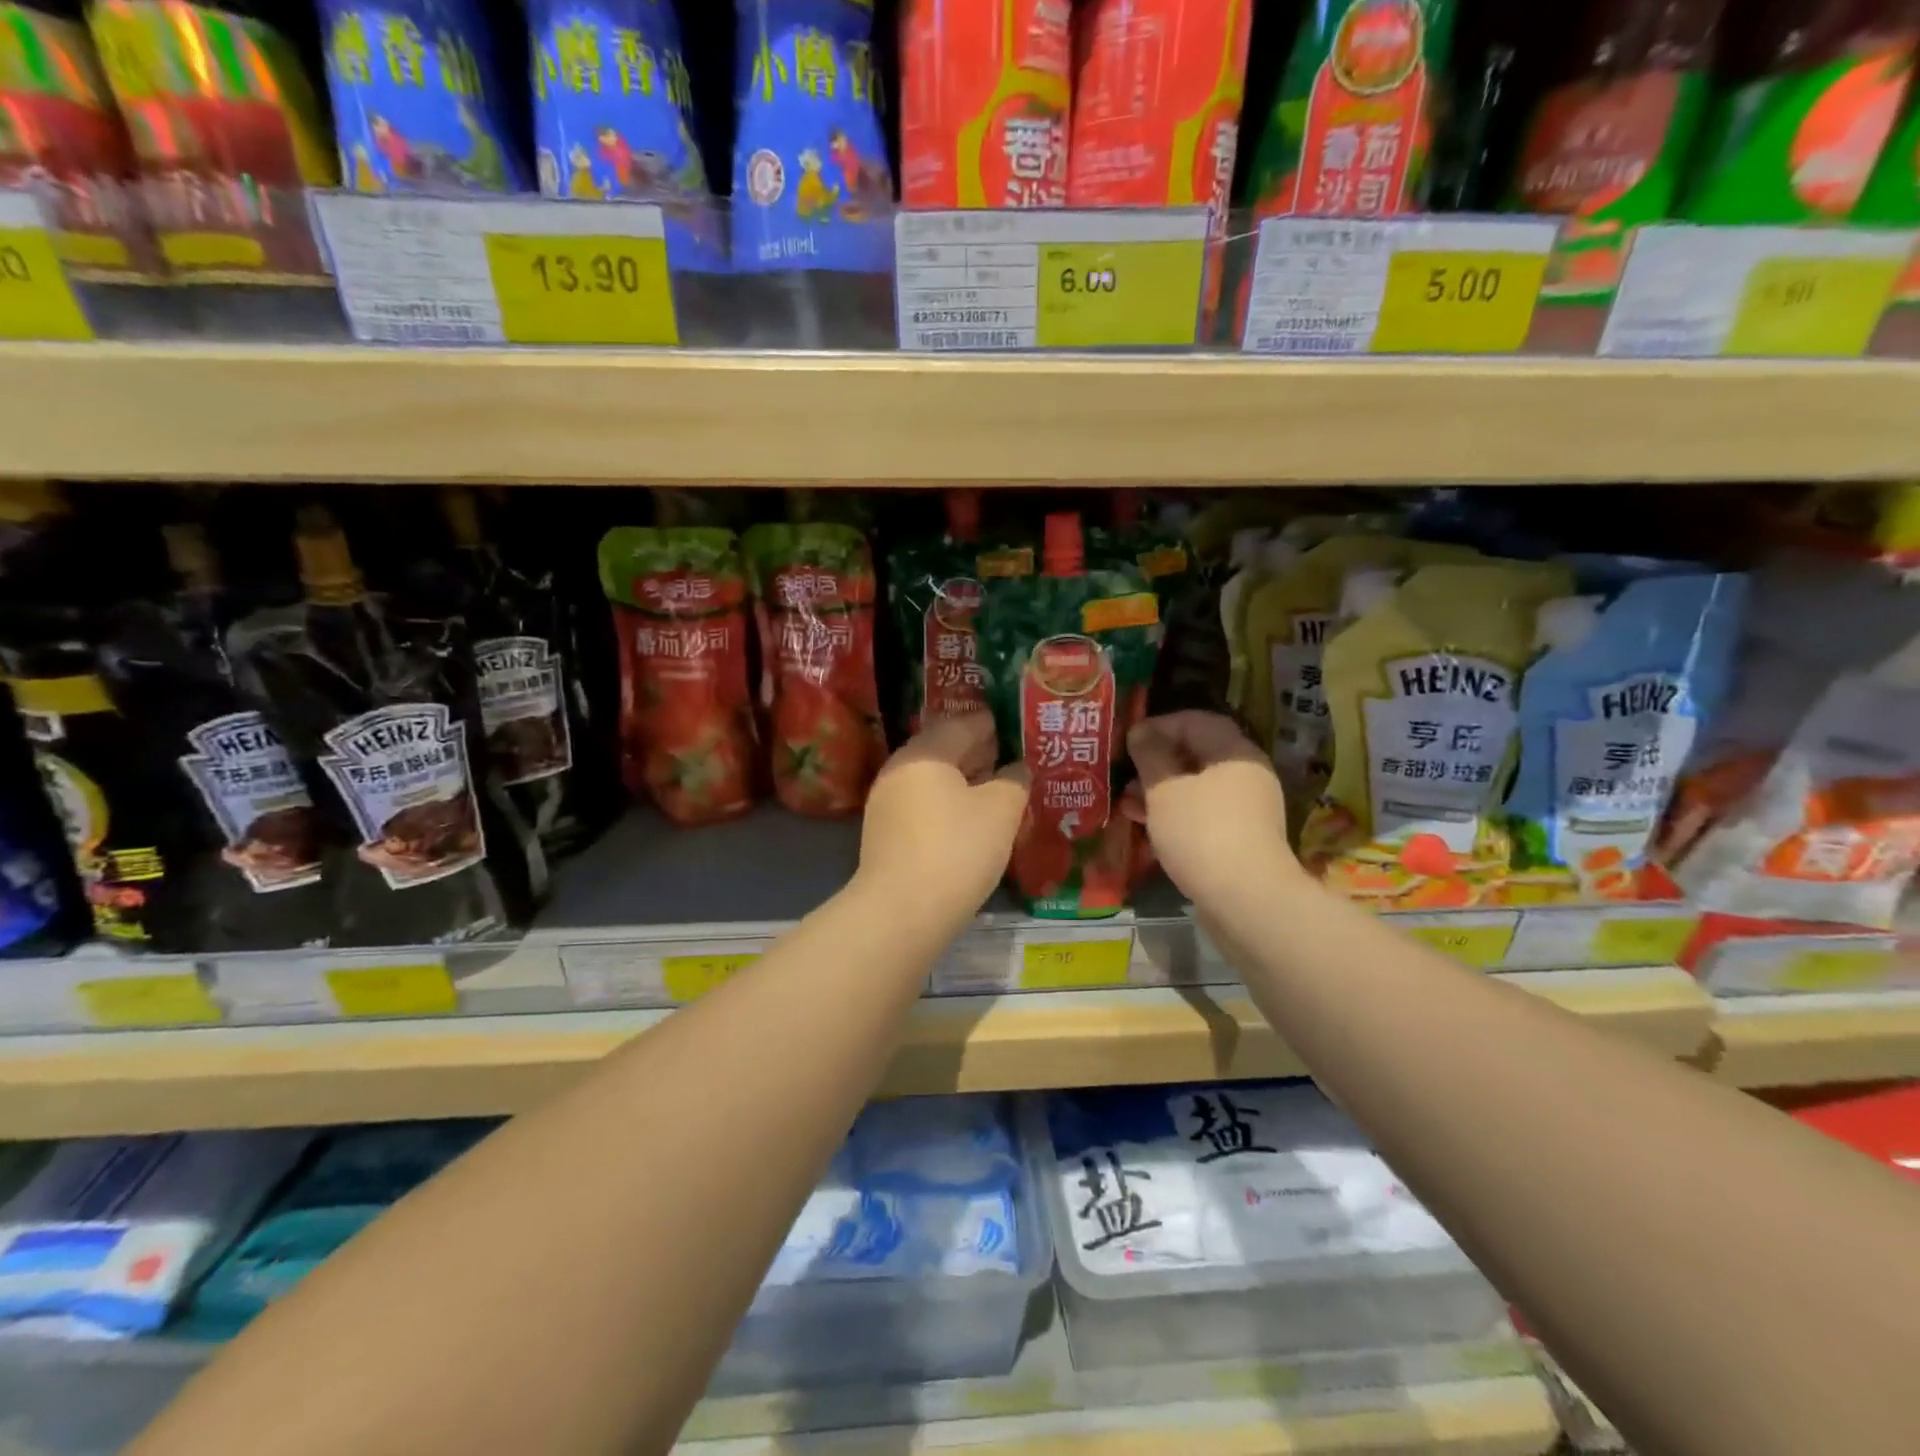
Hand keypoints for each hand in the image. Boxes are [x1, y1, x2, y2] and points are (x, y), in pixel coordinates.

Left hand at [856, 712, 1028, 927]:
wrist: (902, 912)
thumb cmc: (957, 849)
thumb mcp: (1001, 810)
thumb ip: (1014, 780)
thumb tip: (1017, 768)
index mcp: (924, 752)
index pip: (964, 724)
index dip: (995, 725)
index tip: (1021, 729)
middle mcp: (899, 770)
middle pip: (946, 751)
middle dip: (982, 754)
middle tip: (1017, 760)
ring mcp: (888, 804)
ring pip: (936, 782)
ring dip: (968, 783)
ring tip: (1002, 792)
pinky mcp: (887, 835)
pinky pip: (926, 807)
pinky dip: (951, 807)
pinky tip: (975, 823)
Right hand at [1126, 711, 1299, 904]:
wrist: (1246, 901)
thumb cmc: (1201, 833)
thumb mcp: (1164, 789)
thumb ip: (1150, 755)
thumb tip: (1141, 731)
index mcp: (1235, 752)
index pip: (1195, 721)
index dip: (1158, 725)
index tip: (1128, 741)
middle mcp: (1246, 774)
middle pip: (1196, 754)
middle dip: (1156, 762)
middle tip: (1125, 774)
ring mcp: (1246, 809)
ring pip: (1196, 787)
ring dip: (1160, 791)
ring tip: (1127, 803)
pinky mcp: (1240, 839)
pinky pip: (1202, 814)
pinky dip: (1175, 814)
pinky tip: (1147, 826)